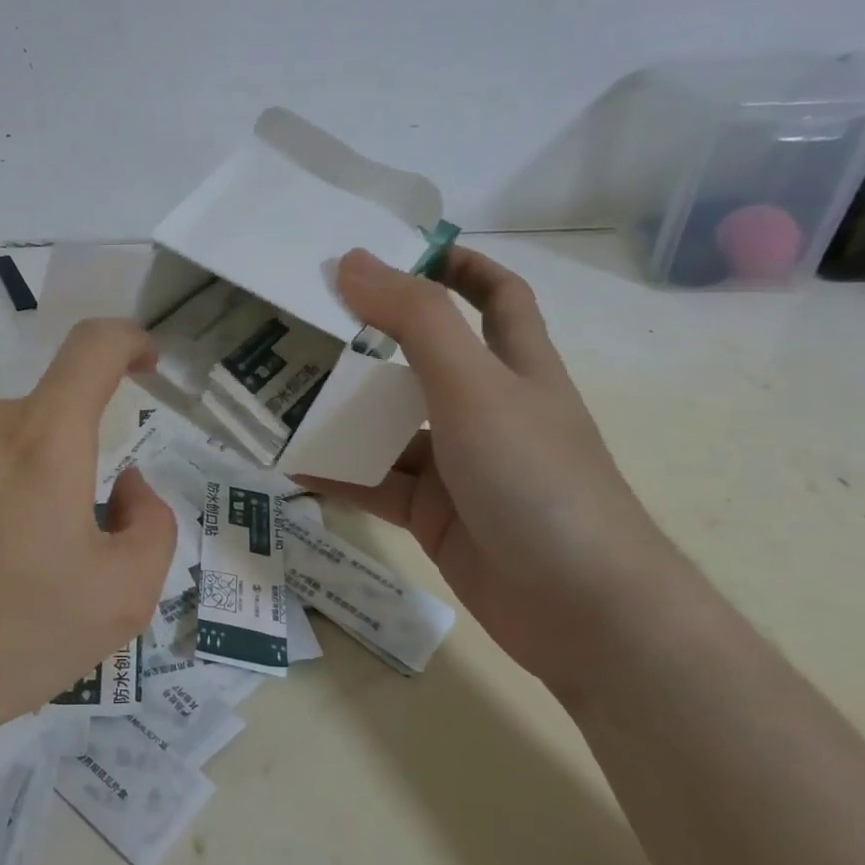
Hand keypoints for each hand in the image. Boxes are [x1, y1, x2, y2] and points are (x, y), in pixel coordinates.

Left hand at [0, 318, 177, 751]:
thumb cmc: (14, 642)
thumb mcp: (123, 598)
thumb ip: (151, 521)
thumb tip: (121, 481)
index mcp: (42, 441)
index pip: (93, 349)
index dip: (126, 341)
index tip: (140, 360)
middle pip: (36, 419)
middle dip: (50, 467)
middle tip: (35, 547)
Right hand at [301, 247, 685, 698]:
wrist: (582, 611)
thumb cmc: (536, 478)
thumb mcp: (472, 387)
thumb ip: (414, 321)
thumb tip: (352, 260)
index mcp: (515, 366)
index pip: (496, 296)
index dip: (456, 266)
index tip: (397, 253)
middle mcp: (487, 410)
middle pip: (423, 362)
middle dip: (370, 345)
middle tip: (306, 329)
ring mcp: (460, 466)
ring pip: (391, 429)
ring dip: (344, 418)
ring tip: (282, 402)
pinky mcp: (436, 515)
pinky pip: (378, 485)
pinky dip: (340, 475)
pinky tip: (295, 468)